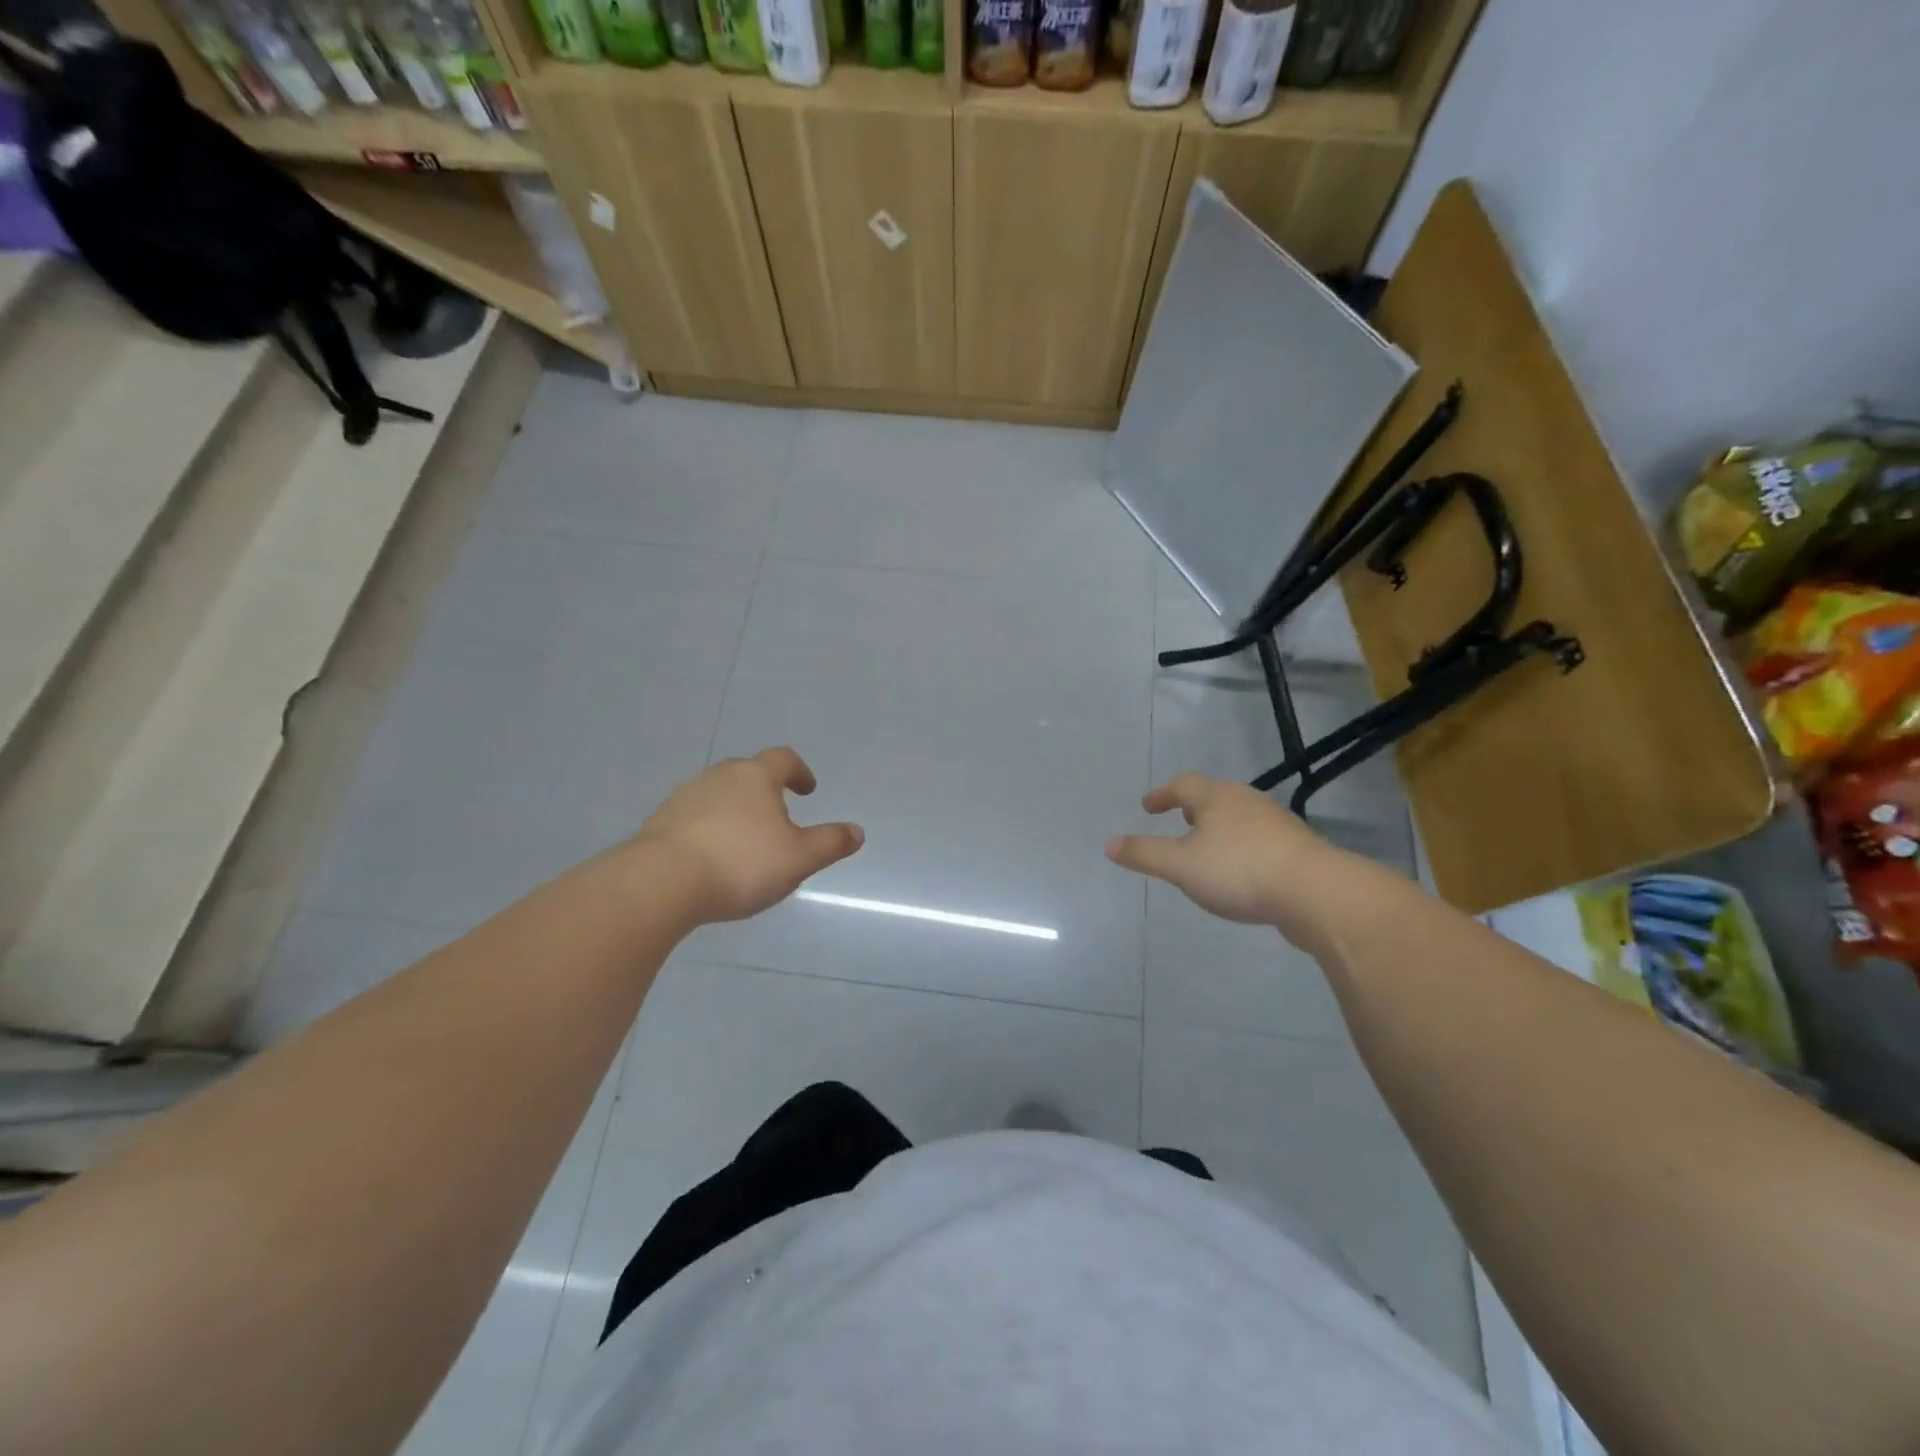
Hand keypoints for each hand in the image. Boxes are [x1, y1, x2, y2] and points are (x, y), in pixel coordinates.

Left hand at [633, 748, 863, 923]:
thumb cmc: (741, 863)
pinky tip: (711, 858)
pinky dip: (708, 830)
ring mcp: (684, 797)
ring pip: (718, 794)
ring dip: (734, 810)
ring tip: (744, 842)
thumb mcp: (799, 859)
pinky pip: (693, 818)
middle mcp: (719, 776)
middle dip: (765, 790)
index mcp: (756, 777)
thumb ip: (830, 843)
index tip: (807, 790)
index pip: (783, 759)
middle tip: (777, 816)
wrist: (661, 882)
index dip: (799, 771)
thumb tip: (857, 832)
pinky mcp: (659, 822)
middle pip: (747, 773)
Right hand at [1106, 773, 1351, 944]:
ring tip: (1207, 847)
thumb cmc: (1239, 871)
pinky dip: (1241, 847)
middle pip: (1214, 796)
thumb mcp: (1180, 865)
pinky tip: (1241, 871)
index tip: (1148, 807)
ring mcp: (1276, 823)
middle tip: (1177, 821)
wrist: (1316, 893)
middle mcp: (1247, 801)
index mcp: (1216, 797)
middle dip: (1192, 807)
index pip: (1182, 785)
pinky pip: (1259, 839)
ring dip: (1219, 827)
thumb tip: (1109, 843)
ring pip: (1239, 817)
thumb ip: (1144, 853)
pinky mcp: (1297, 848)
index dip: (1162, 794)